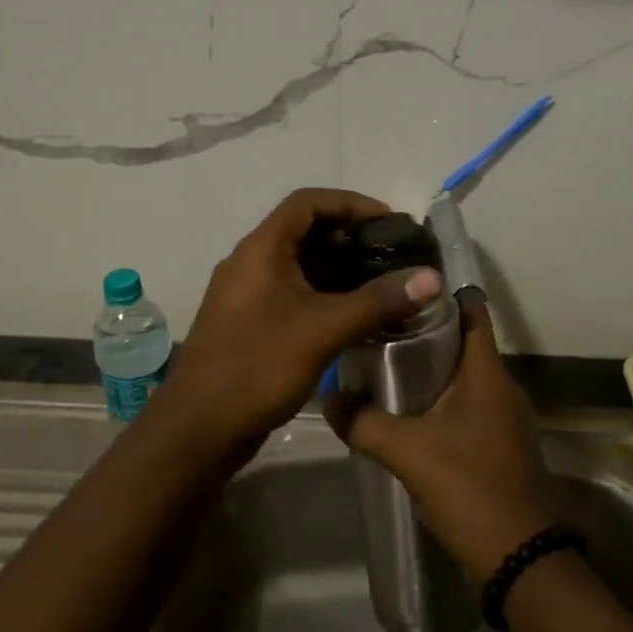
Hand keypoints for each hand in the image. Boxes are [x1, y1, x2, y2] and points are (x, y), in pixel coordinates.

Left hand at [155, 189, 443, 459]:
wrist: (199, 429)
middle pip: (305, 231)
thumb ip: (378, 301)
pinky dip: (325, 295)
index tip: (390, 223)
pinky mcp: (250, 322)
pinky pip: (292, 294)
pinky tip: (355, 316)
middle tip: (393, 257)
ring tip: (384, 285)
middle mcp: (251, 262)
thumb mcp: (324, 330)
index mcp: (261, 249)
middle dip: (351, 239)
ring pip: (300, 266)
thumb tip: (432, 278)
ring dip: (340, 270)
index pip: (308, 202)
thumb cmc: (258, 367)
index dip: (351, 204)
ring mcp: (247, 294)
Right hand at [330, 301, 558, 582]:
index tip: (400, 287)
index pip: (471, 311)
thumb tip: (329, 397)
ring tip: (381, 365)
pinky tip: (404, 413)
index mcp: (487, 374)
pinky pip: (465, 406)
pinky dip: (437, 400)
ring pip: (462, 377)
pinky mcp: (498, 444)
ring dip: (428, 370)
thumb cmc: (470, 488)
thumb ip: (364, 422)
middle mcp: (501, 387)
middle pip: (461, 343)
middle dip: (422, 332)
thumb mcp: (408, 452)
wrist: (521, 558)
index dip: (439, 294)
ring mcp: (503, 418)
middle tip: (376, 327)